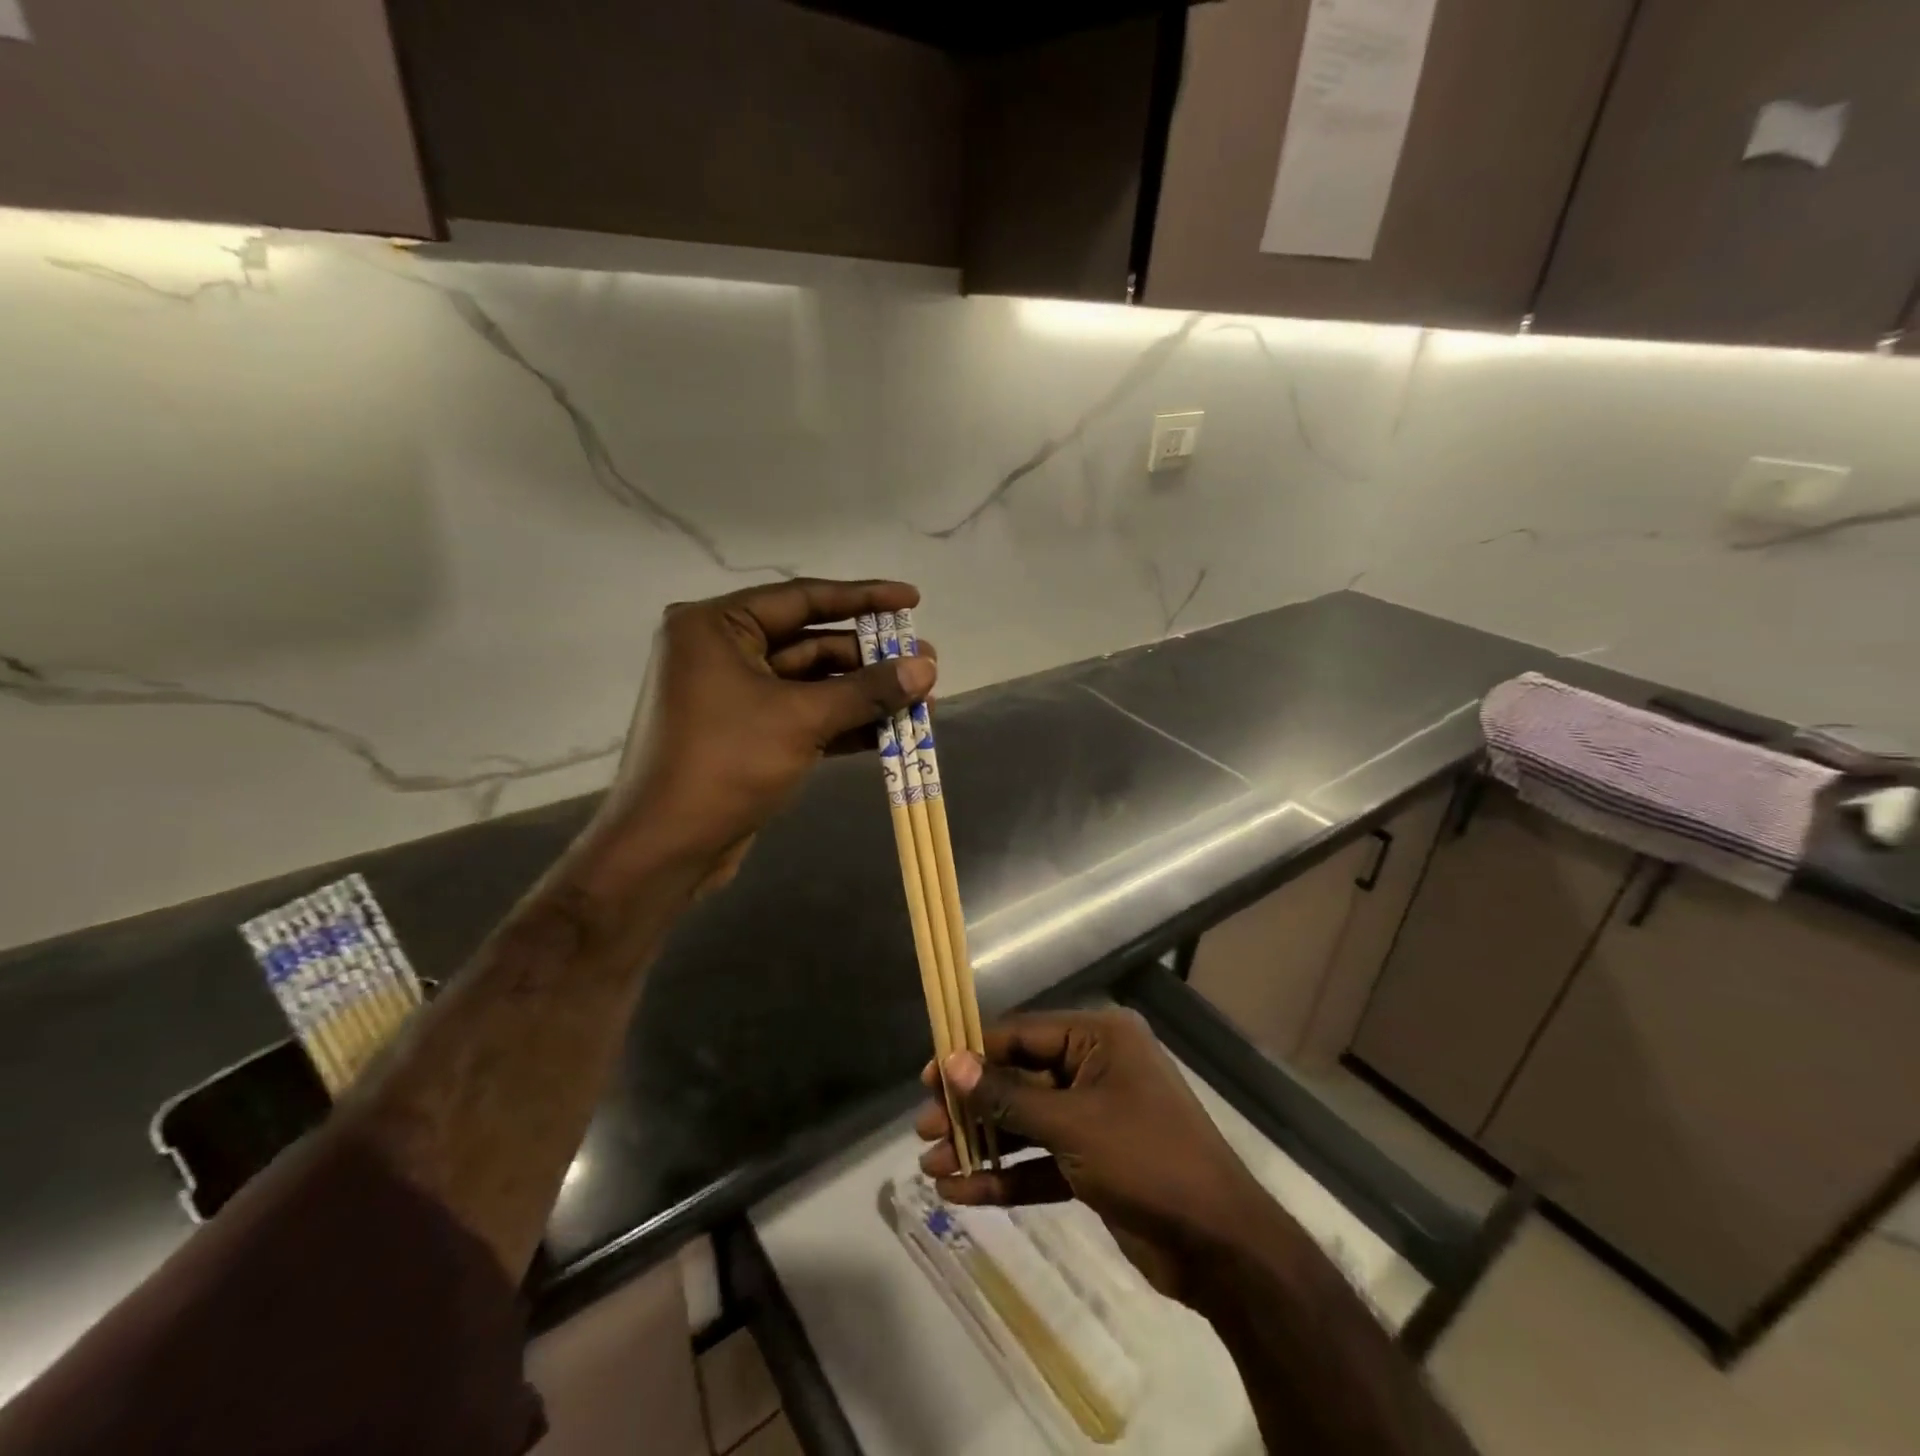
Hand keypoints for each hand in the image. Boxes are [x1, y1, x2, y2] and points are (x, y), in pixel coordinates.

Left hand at [579, 579, 934, 897]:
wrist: (666, 849)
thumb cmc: (725, 765)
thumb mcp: (802, 720)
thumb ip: (867, 690)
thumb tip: (928, 666)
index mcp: (716, 626)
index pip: (803, 599)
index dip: (864, 597)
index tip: (913, 599)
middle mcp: (720, 651)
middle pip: (810, 642)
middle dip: (869, 658)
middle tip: (925, 662)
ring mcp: (733, 695)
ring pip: (811, 683)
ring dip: (862, 693)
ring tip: (919, 697)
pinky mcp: (746, 733)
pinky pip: (802, 715)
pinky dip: (842, 722)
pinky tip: (889, 731)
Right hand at [917, 1009, 1283, 1304]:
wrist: (1221, 1247)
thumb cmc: (1147, 1160)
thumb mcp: (1072, 1125)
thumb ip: (1008, 1096)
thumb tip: (952, 1063)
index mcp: (1098, 1039)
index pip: (1021, 1035)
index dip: (972, 1055)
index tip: (928, 1079)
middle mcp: (1095, 1068)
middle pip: (1019, 1081)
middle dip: (972, 1109)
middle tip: (924, 1130)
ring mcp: (1095, 1117)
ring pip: (1026, 1124)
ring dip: (982, 1146)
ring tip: (931, 1167)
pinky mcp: (1095, 1163)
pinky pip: (1042, 1160)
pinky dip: (1007, 1176)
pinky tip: (964, 1194)